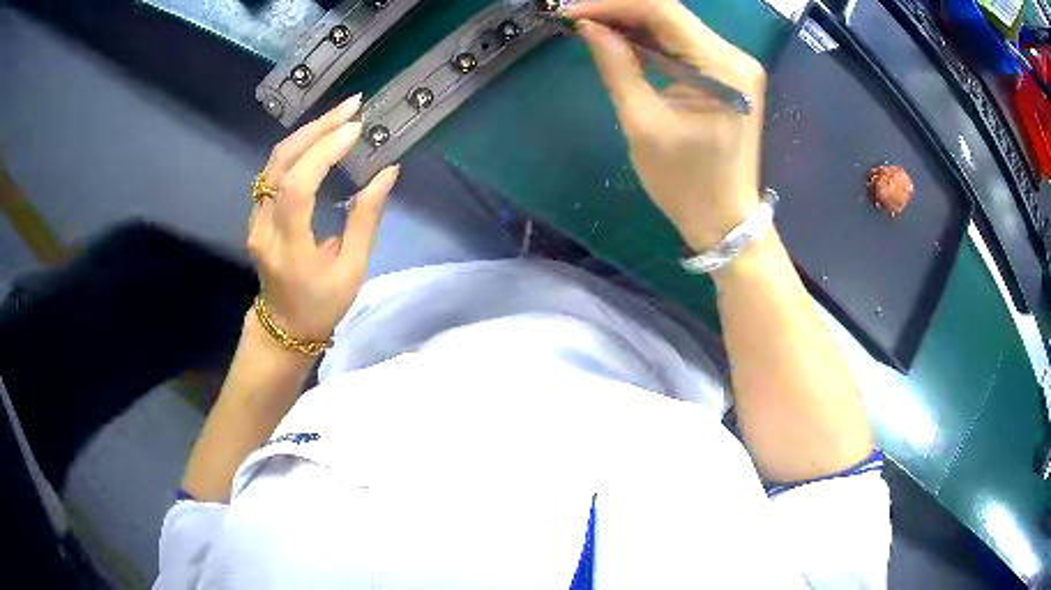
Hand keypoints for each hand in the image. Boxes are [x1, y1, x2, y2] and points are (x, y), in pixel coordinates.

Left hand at [248, 95, 399, 341]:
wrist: (284, 326)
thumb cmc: (322, 304)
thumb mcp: (353, 268)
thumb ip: (366, 218)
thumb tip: (386, 172)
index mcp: (288, 247)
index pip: (297, 187)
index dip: (324, 152)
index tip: (355, 129)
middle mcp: (264, 227)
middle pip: (281, 164)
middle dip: (317, 129)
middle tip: (352, 106)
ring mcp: (255, 218)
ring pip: (274, 162)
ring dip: (307, 132)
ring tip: (340, 115)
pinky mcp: (257, 212)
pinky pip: (274, 170)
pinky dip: (298, 146)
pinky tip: (319, 135)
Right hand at [567, 0, 766, 250]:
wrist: (725, 220)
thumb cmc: (686, 183)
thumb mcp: (643, 124)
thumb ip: (617, 67)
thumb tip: (590, 28)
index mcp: (721, 67)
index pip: (663, 11)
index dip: (614, 6)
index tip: (573, 12)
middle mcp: (734, 57)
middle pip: (670, 15)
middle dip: (621, 12)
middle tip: (577, 20)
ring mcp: (733, 66)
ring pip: (675, 27)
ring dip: (632, 25)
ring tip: (591, 28)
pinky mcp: (727, 77)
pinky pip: (683, 46)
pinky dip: (651, 42)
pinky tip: (621, 42)